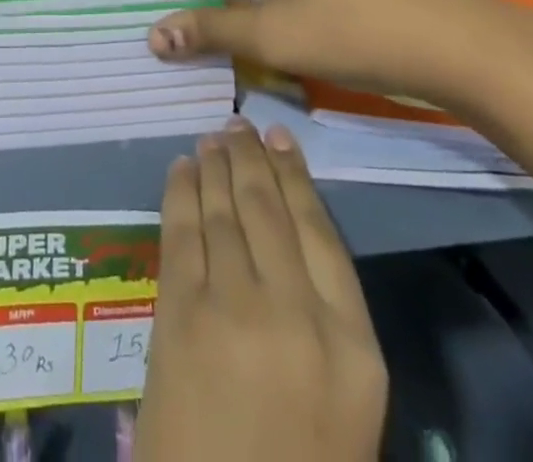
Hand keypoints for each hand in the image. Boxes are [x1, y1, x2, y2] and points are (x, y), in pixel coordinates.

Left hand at [136, 119, 385, 461]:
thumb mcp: (346, 408)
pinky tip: (180, 168)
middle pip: (269, 209)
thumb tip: (291, 237)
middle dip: (251, 158)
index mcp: (354, 347)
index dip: (297, 177)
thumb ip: (327, 322)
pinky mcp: (178, 312)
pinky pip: (181, 230)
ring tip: (211, 138)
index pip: (322, 233)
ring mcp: (232, 307)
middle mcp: (296, 313)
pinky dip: (180, 191)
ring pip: (223, 209)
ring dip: (214, 165)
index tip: (281, 139)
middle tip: (239, 125)